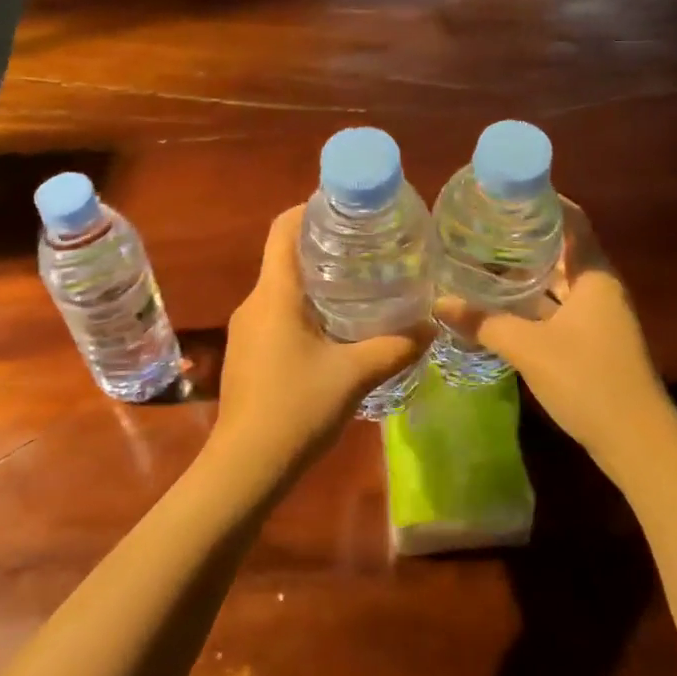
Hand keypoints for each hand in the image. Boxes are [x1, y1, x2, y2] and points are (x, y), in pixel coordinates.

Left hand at [209, 207, 426, 484]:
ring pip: (283, 289)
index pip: (283, 229)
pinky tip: (337, 329)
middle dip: (325, 246)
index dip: (311, 208)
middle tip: (369, 247)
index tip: (347, 208)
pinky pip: (278, 314)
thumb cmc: (296, 409)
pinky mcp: (248, 353)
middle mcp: (255, 303)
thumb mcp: (354, 374)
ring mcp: (247, 329)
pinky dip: (306, 309)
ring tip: (361, 284)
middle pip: (286, 256)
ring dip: (317, 281)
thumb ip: (395, 346)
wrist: (245, 467)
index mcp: (274, 294)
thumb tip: (432, 325)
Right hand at [439, 201, 673, 477]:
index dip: (543, 200)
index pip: (572, 220)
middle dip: (526, 235)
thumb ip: (484, 323)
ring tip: (483, 256)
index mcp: (594, 275)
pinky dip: (533, 301)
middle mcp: (599, 287)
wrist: (637, 441)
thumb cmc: (588, 380)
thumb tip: (438, 302)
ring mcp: (598, 316)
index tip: (506, 191)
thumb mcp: (529, 348)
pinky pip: (558, 306)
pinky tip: (501, 304)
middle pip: (563, 248)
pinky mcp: (592, 340)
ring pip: (559, 281)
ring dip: (527, 271)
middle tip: (482, 223)